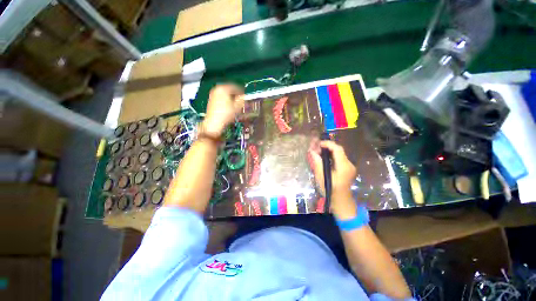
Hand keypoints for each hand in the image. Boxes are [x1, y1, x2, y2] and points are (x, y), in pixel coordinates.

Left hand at [202, 84, 244, 136]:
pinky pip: (221, 98)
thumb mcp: (237, 107)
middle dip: (235, 95)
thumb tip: (245, 96)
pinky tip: (229, 107)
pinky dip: (226, 100)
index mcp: (223, 88)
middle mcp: (217, 89)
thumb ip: (242, 100)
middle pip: (229, 90)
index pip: (235, 87)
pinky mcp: (211, 100)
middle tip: (241, 100)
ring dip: (231, 98)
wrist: (214, 123)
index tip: (245, 96)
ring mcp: (213, 94)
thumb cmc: (226, 114)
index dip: (242, 92)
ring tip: (236, 104)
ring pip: (225, 94)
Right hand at [309, 140, 357, 218]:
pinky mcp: (348, 168)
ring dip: (329, 150)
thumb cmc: (330, 190)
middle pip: (339, 150)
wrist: (341, 201)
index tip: (318, 144)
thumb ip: (317, 162)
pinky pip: (339, 158)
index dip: (327, 144)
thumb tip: (312, 150)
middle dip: (327, 146)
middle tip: (317, 147)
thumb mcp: (321, 177)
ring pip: (339, 153)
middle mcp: (349, 164)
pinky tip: (324, 158)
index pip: (337, 149)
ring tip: (319, 151)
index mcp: (343, 166)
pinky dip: (331, 155)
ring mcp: (350, 166)